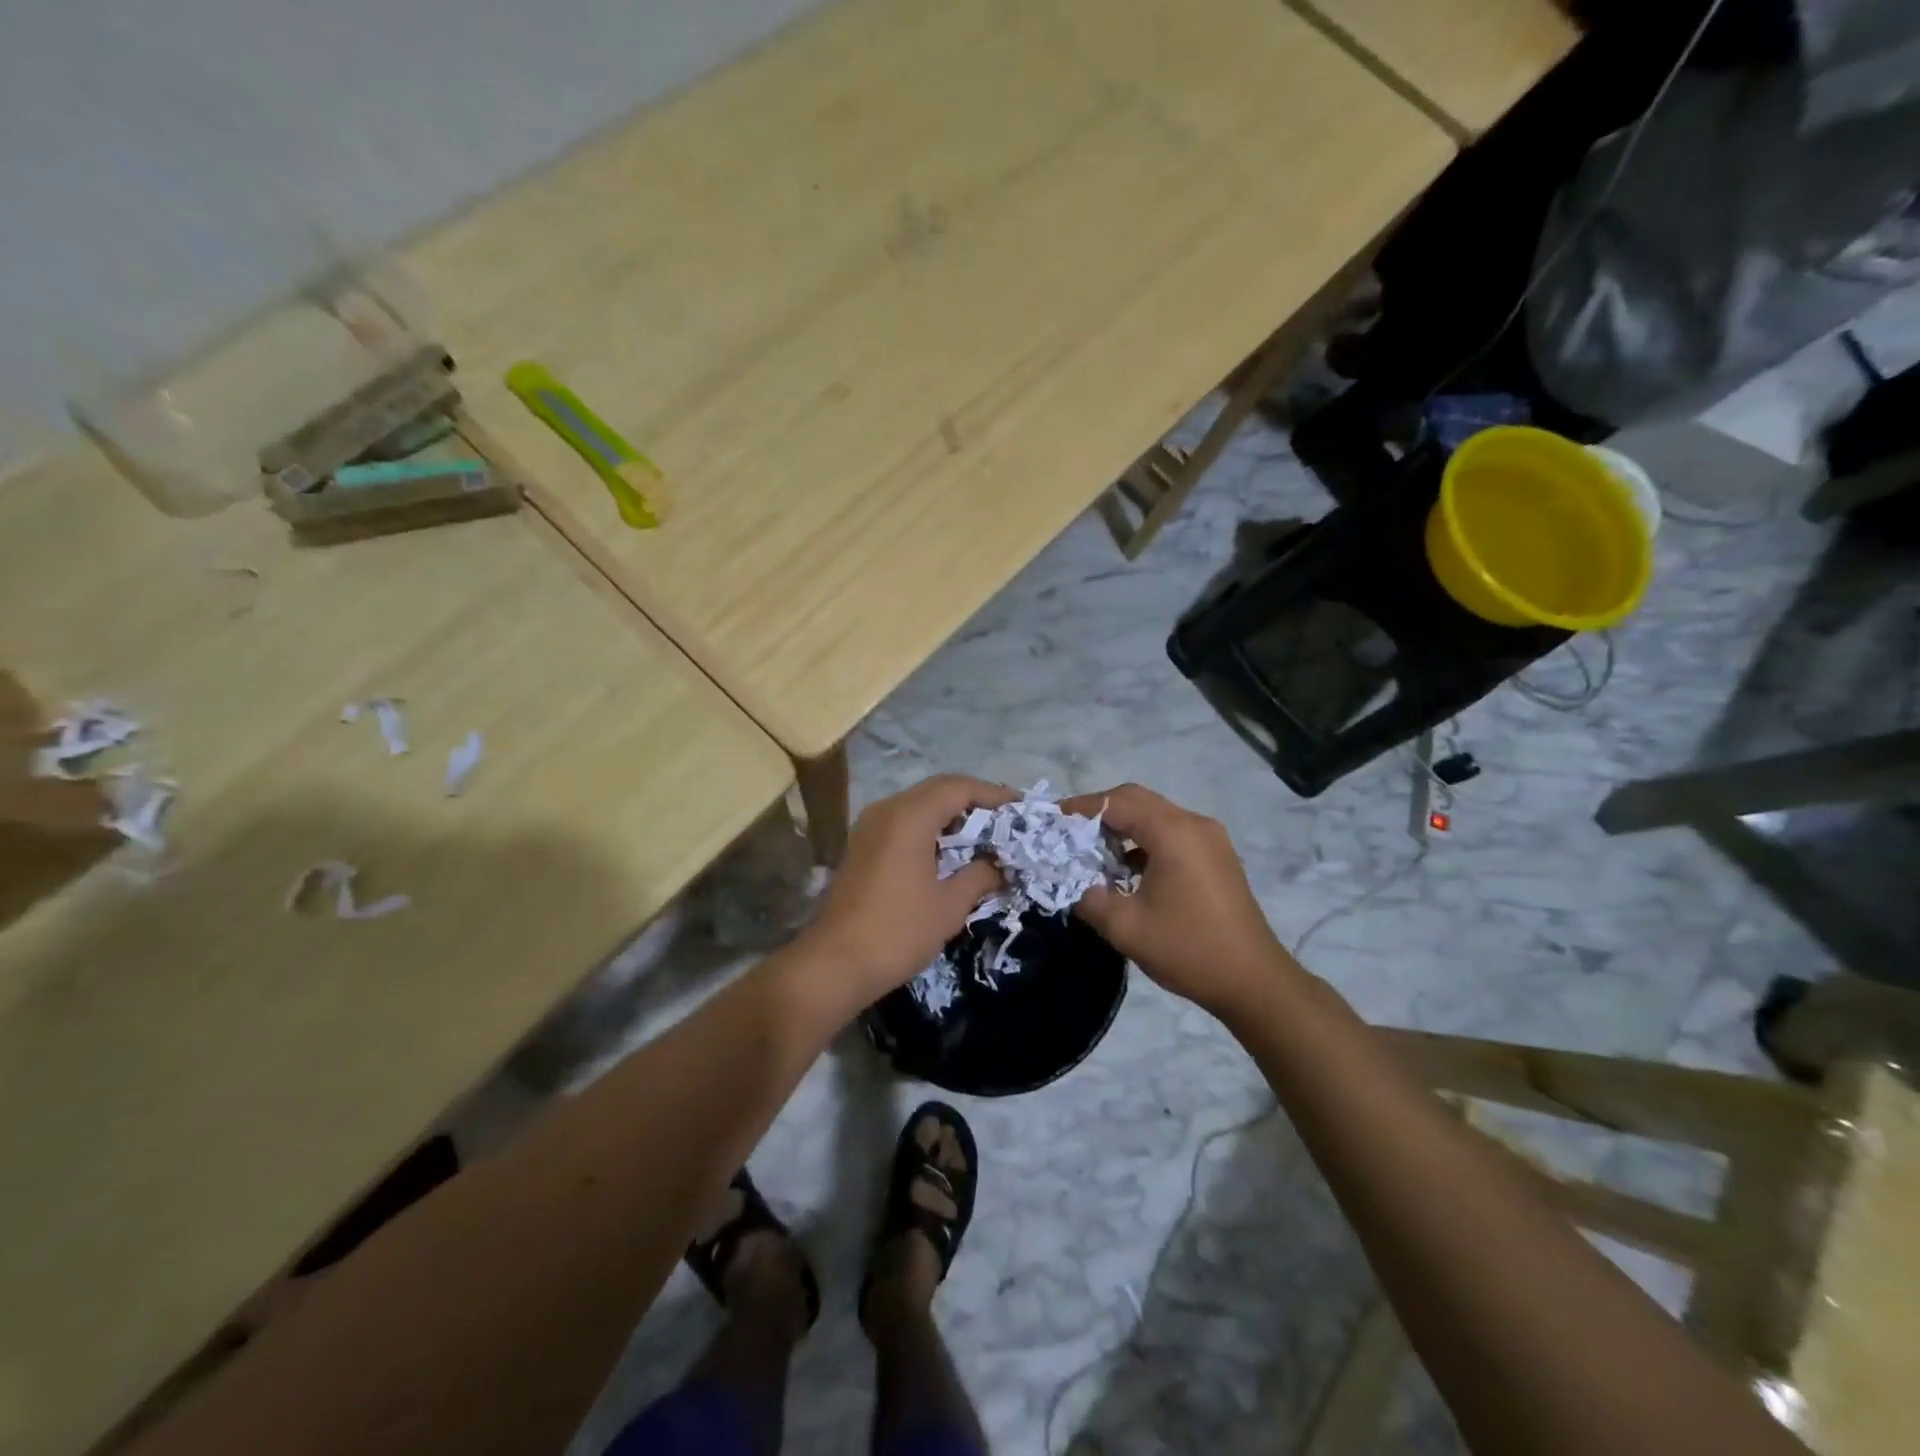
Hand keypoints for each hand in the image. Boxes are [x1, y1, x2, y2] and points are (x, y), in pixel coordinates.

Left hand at [799, 774, 1014, 1013]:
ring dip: (951, 814)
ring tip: (983, 834)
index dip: (992, 793)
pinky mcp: (862, 845)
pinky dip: (930, 827)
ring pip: (918, 804)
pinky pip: (903, 822)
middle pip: (937, 789)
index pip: (958, 787)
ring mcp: (869, 827)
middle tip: (1005, 819)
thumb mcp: (949, 905)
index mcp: (909, 817)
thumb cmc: (898, 931)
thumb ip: (979, 876)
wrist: (834, 963)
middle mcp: (887, 810)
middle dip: (974, 800)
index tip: (1020, 806)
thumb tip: (998, 865)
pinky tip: (948, 851)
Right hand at [1061, 784, 1300, 1020]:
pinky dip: (1144, 840)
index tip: (1051, 819)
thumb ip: (1088, 897)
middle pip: (1137, 800)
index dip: (1081, 807)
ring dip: (1122, 825)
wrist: (1254, 981)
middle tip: (1068, 832)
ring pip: (1155, 815)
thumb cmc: (1188, 950)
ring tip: (1093, 851)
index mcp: (1173, 833)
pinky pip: (1172, 832)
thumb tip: (1069, 881)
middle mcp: (1194, 824)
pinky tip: (1127, 869)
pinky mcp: (1216, 855)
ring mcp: (1210, 838)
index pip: (1117, 802)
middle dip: (1099, 812)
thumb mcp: (1125, 927)